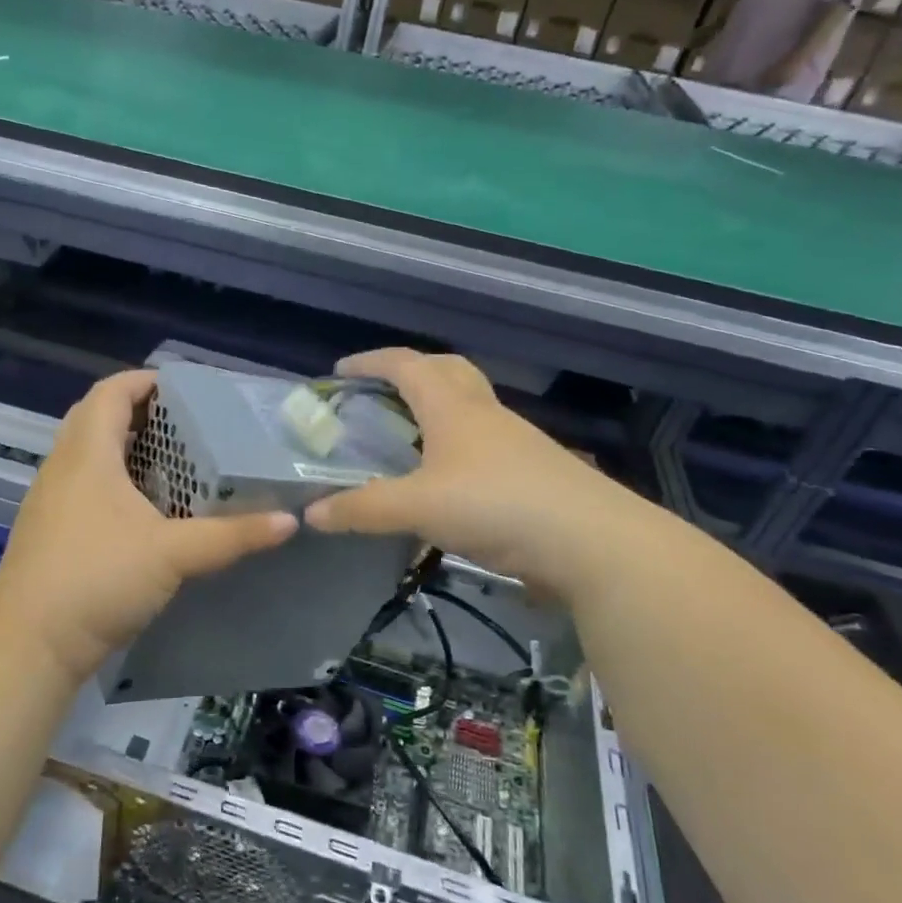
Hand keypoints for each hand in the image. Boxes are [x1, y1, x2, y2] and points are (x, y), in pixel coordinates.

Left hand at [0, 370, 295, 681]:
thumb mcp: (173, 554)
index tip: (187, 390)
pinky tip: (148, 510)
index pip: (111, 391)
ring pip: (90, 454)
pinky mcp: (50, 530)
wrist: (29, 645)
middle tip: (189, 426)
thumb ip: (232, 535)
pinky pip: (85, 485)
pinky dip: (117, 481)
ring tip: (177, 462)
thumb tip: (289, 521)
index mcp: (87, 453)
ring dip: (129, 449)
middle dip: (142, 413)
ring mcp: (51, 500)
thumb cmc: (98, 578)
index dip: (146, 381)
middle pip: (98, 418)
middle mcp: (63, 466)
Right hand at [304, 349, 642, 595]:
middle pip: (447, 371)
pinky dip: (457, 446)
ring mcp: (515, 441)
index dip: (371, 363)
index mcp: (453, 407)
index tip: (340, 372)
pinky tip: (448, 480)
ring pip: (470, 407)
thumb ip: (363, 510)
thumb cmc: (495, 505)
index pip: (406, 365)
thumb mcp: (418, 507)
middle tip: (381, 393)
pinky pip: (485, 443)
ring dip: (437, 409)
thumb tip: (310, 514)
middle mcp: (484, 413)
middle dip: (411, 372)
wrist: (591, 540)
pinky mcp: (533, 471)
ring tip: (409, 438)